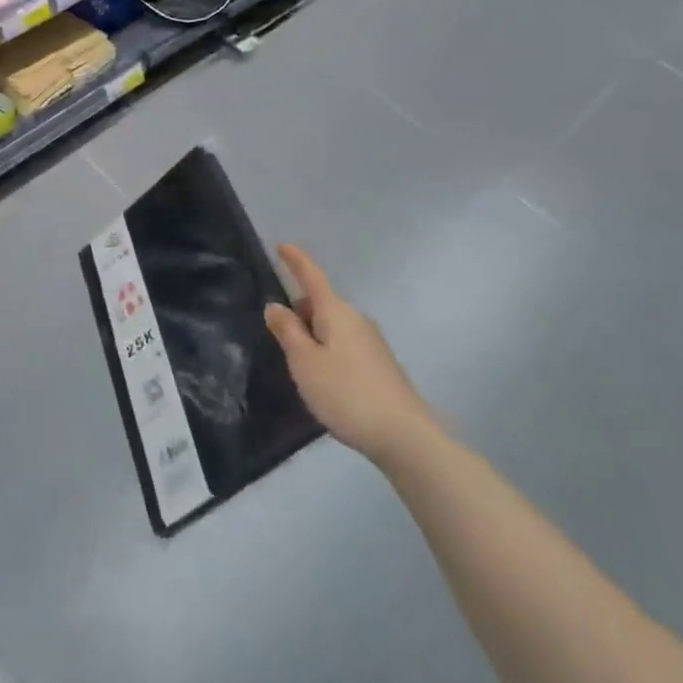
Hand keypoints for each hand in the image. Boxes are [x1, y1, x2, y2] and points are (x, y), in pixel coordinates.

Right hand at [264, 244, 435, 465]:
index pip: (312, 276)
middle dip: (300, 312)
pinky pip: (345, 345)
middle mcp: (356, 320)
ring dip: (314, 335)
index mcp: (336, 312)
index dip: (295, 260)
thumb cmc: (347, 393)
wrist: (407, 438)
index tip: (281, 245)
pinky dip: (329, 352)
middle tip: (279, 337)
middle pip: (321, 304)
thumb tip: (276, 305)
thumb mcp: (304, 362)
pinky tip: (325, 381)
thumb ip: (287, 331)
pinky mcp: (381, 366)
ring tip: (299, 366)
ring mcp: (372, 343)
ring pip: (333, 327)